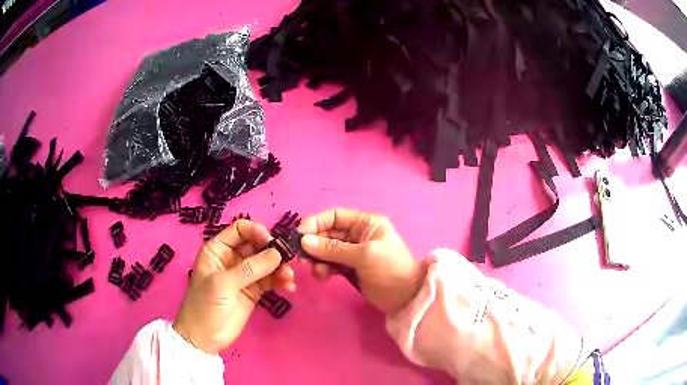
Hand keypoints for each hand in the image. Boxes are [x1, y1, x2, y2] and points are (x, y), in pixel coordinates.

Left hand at [173, 220, 294, 354]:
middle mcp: (232, 258)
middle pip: (257, 245)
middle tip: (287, 261)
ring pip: (266, 262)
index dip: (256, 232)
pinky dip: (281, 280)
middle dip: (273, 251)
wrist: (205, 338)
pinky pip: (271, 279)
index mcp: (218, 250)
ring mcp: (244, 275)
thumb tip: (277, 253)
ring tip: (289, 278)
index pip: (240, 230)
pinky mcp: (254, 290)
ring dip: (280, 267)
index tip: (272, 243)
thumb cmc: (205, 305)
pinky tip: (289, 286)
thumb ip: (249, 269)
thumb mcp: (223, 284)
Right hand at [298, 209, 427, 315]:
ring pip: (326, 250)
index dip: (315, 223)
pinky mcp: (349, 267)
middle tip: (303, 259)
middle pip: (327, 233)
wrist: (406, 298)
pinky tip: (323, 277)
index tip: (299, 236)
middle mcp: (357, 234)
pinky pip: (330, 263)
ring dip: (317, 259)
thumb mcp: (364, 256)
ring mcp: (352, 252)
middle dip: (314, 244)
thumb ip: (333, 249)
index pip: (335, 216)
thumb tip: (304, 241)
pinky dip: (323, 268)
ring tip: (316, 272)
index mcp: (365, 223)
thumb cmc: (390, 270)